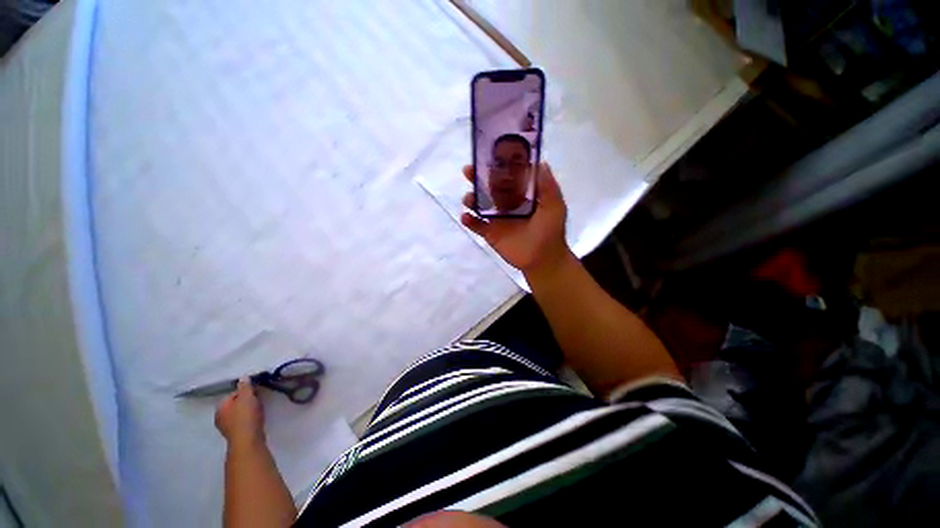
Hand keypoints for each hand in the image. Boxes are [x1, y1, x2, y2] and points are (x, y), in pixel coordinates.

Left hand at [215, 378, 265, 447]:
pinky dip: (249, 418)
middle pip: (235, 403)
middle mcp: (220, 417)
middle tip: (259, 399)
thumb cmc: (246, 417)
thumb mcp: (247, 397)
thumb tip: (243, 377)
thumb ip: (245, 386)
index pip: (233, 394)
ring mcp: (227, 427)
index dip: (245, 391)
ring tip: (260, 408)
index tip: (257, 391)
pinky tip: (257, 418)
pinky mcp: (236, 434)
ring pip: (239, 413)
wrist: (248, 440)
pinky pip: (242, 421)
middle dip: (246, 400)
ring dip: (248, 409)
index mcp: (220, 407)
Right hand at [462, 162, 569, 274]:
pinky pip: (477, 226)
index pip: (507, 177)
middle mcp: (507, 204)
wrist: (543, 259)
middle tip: (468, 171)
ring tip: (468, 198)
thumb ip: (547, 185)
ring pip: (480, 205)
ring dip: (471, 199)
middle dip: (478, 179)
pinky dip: (469, 221)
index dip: (497, 166)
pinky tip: (465, 217)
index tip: (488, 155)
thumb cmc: (550, 231)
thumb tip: (540, 162)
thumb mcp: (554, 205)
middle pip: (489, 188)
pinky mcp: (491, 234)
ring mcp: (497, 219)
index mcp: (521, 195)